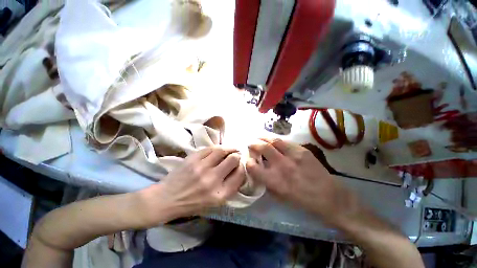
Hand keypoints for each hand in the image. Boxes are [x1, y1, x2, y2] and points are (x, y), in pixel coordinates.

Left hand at [138, 147, 244, 226]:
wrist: (166, 199)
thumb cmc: (193, 204)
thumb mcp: (215, 202)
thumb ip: (229, 187)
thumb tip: (239, 169)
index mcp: (220, 194)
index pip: (240, 175)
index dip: (242, 168)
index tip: (240, 166)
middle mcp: (212, 180)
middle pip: (233, 160)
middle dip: (237, 156)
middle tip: (236, 156)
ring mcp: (201, 167)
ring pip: (222, 150)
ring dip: (229, 148)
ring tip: (230, 149)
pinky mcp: (193, 159)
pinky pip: (210, 148)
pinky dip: (217, 148)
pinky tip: (218, 150)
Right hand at [246, 139, 359, 226]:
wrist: (328, 196)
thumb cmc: (301, 200)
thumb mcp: (279, 196)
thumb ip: (266, 182)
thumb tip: (258, 170)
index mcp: (274, 181)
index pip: (254, 167)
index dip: (248, 162)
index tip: (248, 159)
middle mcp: (282, 166)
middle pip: (263, 148)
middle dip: (254, 144)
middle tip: (251, 143)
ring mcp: (293, 156)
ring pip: (274, 141)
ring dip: (264, 137)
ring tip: (259, 137)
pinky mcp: (303, 151)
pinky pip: (286, 142)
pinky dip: (277, 141)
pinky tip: (274, 141)